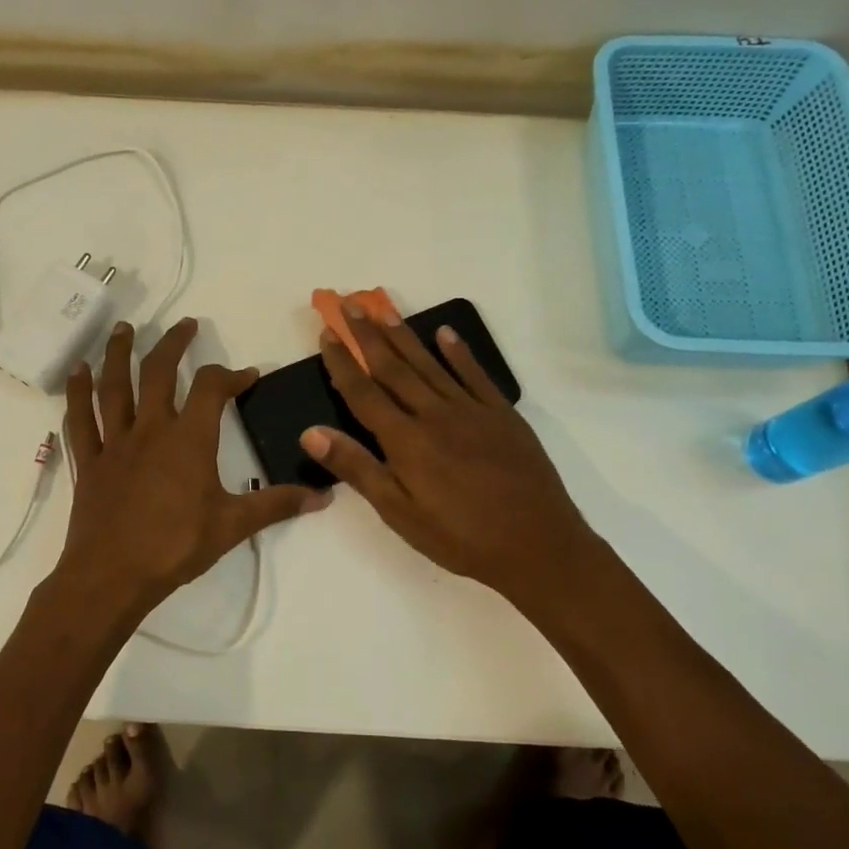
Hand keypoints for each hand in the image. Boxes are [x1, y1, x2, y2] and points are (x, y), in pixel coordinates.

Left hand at [57, 317, 326, 617]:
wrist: (112, 576)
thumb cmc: (176, 547)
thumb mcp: (234, 526)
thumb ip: (278, 505)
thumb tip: (324, 496)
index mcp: (188, 439)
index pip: (212, 389)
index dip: (231, 375)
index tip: (247, 376)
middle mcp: (150, 429)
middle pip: (158, 372)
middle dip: (173, 344)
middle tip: (185, 325)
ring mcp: (114, 443)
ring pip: (113, 386)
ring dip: (117, 353)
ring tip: (122, 328)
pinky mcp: (89, 462)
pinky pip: (79, 420)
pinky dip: (76, 394)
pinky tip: (76, 373)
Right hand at [300, 300, 595, 609]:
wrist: (537, 545)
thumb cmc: (459, 537)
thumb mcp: (399, 512)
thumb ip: (357, 468)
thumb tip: (311, 433)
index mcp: (405, 440)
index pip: (363, 392)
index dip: (342, 362)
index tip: (327, 334)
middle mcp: (434, 414)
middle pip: (394, 367)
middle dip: (368, 335)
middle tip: (349, 304)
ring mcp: (472, 410)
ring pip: (430, 364)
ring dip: (404, 336)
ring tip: (384, 309)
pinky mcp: (503, 414)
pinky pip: (476, 375)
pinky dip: (459, 352)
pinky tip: (446, 334)